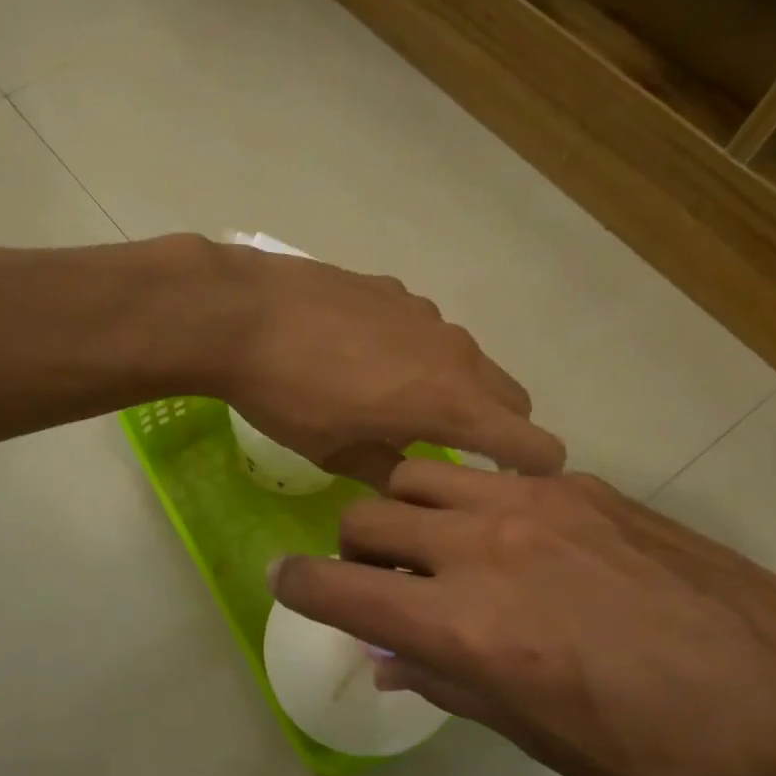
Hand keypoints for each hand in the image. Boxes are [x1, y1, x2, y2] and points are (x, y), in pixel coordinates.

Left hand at [207, 243, 564, 479]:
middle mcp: (455, 351)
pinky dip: (415, 352)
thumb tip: (410, 484)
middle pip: (510, 396)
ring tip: (397, 403)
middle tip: (451, 451)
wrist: (240, 313)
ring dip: (453, 387)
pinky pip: (424, 329)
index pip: (533, 442)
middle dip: (497, 428)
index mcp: (451, 402)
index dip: (535, 471)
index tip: (508, 487)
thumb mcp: (336, 453)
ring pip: (467, 358)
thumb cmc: (287, 396)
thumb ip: (387, 471)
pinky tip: (361, 357)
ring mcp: (425, 313)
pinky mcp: (393, 288)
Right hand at [269, 460, 775, 775]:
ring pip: (417, 476)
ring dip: (404, 511)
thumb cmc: (662, 745)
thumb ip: (449, 686)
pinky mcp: (576, 487)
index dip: (298, 586)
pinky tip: (510, 538)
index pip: (341, 591)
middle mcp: (483, 550)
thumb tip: (386, 658)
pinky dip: (466, 501)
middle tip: (380, 582)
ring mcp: (531, 505)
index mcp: (469, 627)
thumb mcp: (543, 739)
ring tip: (435, 546)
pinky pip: (486, 475)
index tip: (283, 581)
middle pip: (367, 519)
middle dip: (352, 552)